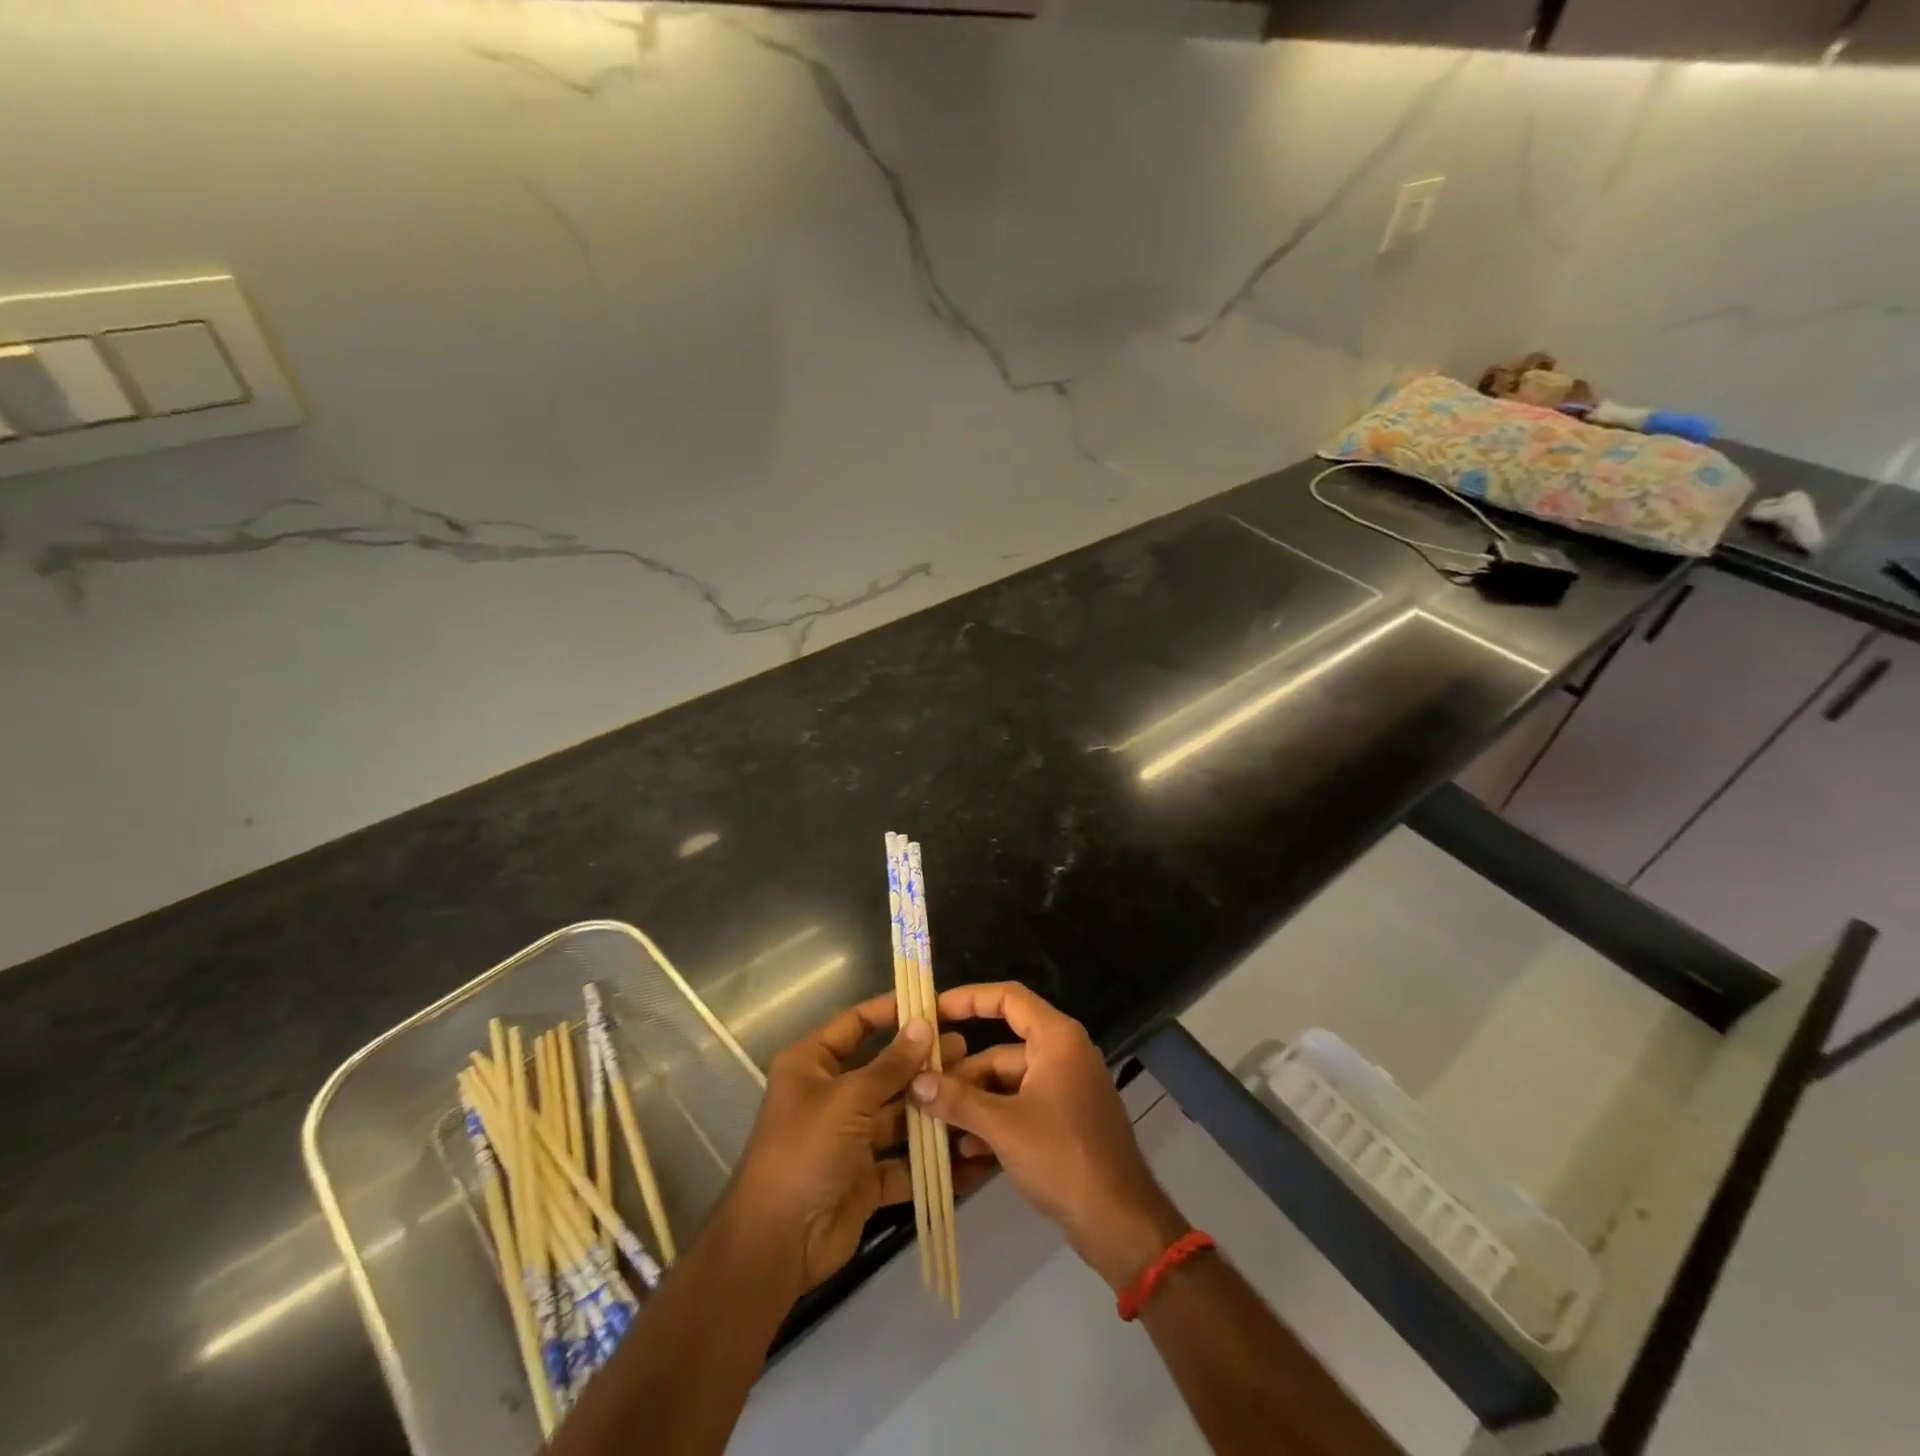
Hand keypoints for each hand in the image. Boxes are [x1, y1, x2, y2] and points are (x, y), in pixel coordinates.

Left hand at [723, 994, 965, 1295]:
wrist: (777, 1244)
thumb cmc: (806, 1151)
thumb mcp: (849, 1099)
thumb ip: (891, 1065)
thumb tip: (923, 1024)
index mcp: (812, 1065)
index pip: (855, 1025)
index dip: (890, 1011)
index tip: (931, 1002)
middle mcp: (831, 1096)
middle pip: (883, 1070)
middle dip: (921, 1062)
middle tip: (964, 1048)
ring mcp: (849, 1139)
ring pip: (898, 1115)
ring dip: (931, 1107)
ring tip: (972, 1090)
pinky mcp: (866, 1177)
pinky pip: (904, 1161)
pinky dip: (932, 1159)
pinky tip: (968, 1147)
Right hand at [911, 983, 1188, 1290]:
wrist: (1120, 1222)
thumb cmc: (1063, 1158)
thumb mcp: (1003, 1127)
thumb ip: (957, 1100)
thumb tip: (915, 1081)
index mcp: (1056, 1038)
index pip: (1007, 998)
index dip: (968, 999)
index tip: (932, 1011)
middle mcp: (1062, 1053)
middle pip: (1001, 1049)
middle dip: (962, 1073)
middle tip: (921, 1091)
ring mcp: (1065, 1088)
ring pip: (1007, 1083)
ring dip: (973, 1104)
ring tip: (935, 1126)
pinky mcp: (1065, 1120)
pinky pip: (1020, 1107)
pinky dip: (994, 1122)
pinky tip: (966, 1152)